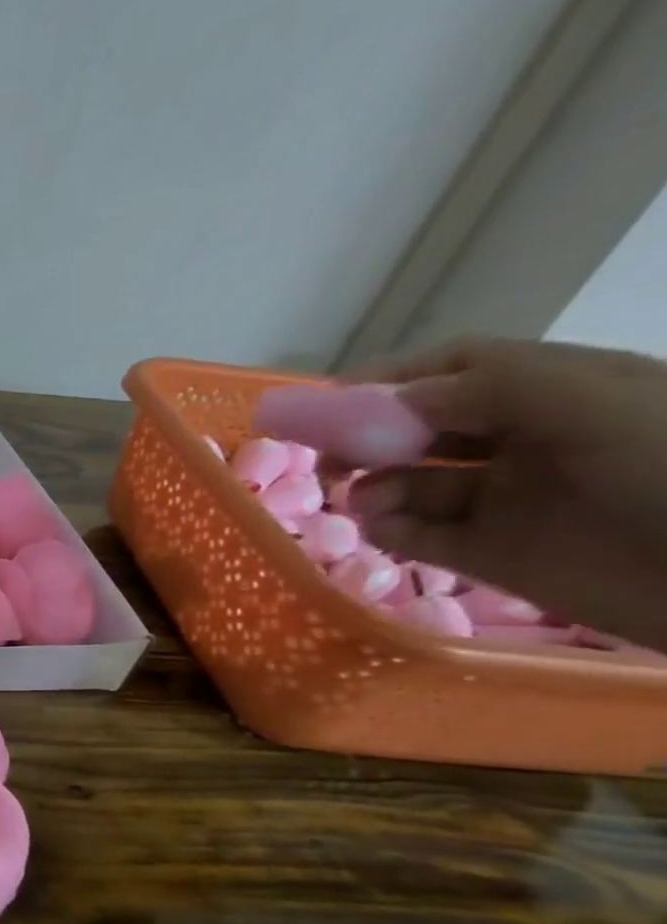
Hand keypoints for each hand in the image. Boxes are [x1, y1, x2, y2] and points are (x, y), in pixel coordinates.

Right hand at [346, 338, 666, 650]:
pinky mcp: (492, 554)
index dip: (389, 379)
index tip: (329, 402)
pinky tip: (381, 530)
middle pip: (420, 426)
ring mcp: (506, 500)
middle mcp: (525, 440)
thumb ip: (491, 389)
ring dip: (374, 487)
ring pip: (411, 483)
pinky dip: (388, 530)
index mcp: (557, 392)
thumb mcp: (596, 405)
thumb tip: (388, 402)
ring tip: (365, 503)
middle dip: (365, 437)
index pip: (454, 369)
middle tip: (327, 460)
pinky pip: (419, 536)